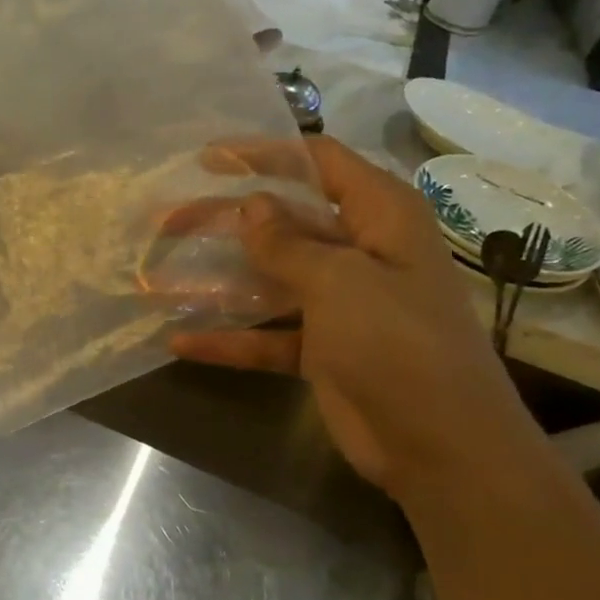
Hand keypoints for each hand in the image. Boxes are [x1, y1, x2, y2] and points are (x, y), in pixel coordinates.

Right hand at [168, 135, 530, 493]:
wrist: (439, 445)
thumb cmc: (398, 343)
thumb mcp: (340, 282)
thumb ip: (288, 243)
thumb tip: (252, 206)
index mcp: (381, 217)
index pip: (319, 163)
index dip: (265, 154)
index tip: (208, 160)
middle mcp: (361, 252)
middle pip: (284, 221)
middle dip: (225, 220)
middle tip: (168, 220)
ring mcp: (340, 304)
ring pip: (269, 279)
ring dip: (218, 280)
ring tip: (159, 278)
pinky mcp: (322, 350)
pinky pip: (267, 335)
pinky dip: (229, 339)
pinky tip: (180, 341)